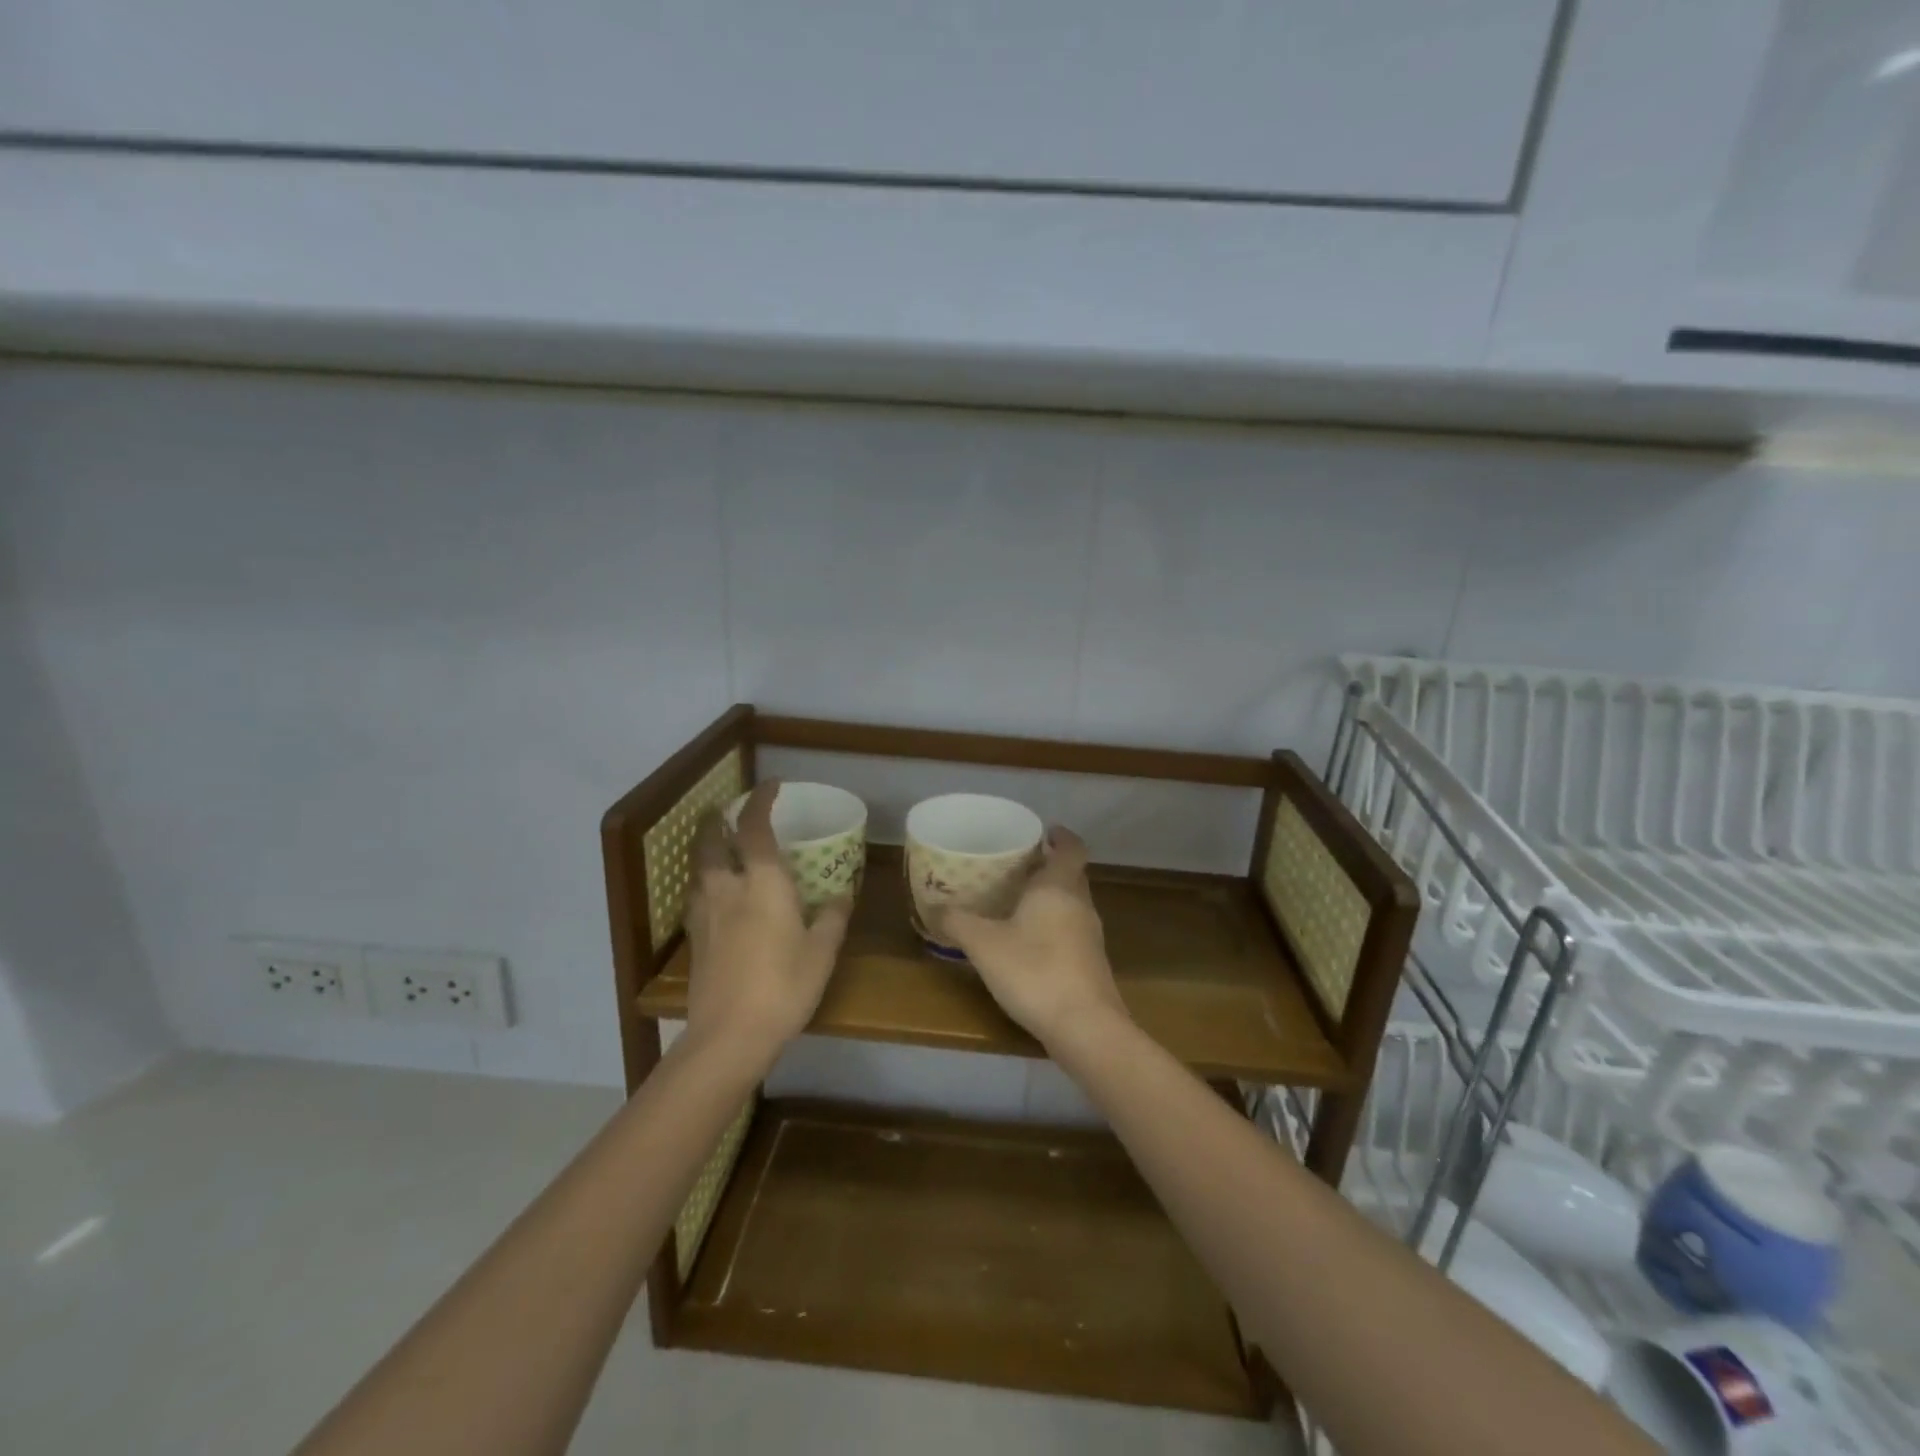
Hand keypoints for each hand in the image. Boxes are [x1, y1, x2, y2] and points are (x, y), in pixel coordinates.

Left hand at [682, 780, 852, 1067]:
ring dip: (707, 850)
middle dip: (718, 821)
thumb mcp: (821, 952)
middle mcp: (727, 889)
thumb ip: (831, 918)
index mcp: (762, 883)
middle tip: (728, 812)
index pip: (756, 828)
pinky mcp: (694, 940)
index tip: (771, 786)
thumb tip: (840, 895)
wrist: (728, 1036)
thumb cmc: (783, 986)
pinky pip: (696, 896)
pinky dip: (704, 882)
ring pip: (699, 868)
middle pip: (712, 842)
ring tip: (720, 849)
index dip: (761, 801)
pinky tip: (715, 896)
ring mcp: (704, 914)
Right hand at [939, 827, 1127, 1047]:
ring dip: (1051, 897)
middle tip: (1018, 865)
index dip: (1060, 836)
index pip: (1072, 847)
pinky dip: (1053, 925)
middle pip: (1072, 874)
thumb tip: (934, 907)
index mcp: (1059, 887)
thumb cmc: (1034, 971)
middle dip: (1049, 866)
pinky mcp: (1091, 964)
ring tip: (1018, 901)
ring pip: (1072, 903)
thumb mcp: (984, 944)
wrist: (1084, 1027)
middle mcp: (1080, 905)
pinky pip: (1072, 930)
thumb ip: (958, 922)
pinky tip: (1030, 942)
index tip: (1044, 831)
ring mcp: (1090, 936)